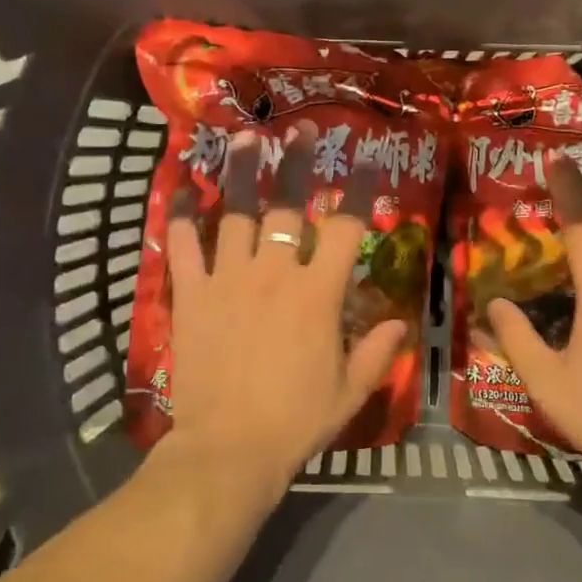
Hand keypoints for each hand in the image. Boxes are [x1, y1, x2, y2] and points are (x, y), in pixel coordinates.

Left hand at [160, 125, 407, 496]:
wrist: (228, 450)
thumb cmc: (296, 421)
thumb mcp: (350, 392)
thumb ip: (377, 353)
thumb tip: (399, 323)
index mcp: (317, 294)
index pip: (344, 228)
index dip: (359, 190)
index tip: (367, 161)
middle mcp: (273, 274)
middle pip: (286, 206)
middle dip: (297, 164)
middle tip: (301, 131)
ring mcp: (228, 280)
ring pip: (236, 214)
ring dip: (243, 174)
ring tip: (247, 140)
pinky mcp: (192, 295)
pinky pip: (184, 246)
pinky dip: (183, 217)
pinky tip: (183, 190)